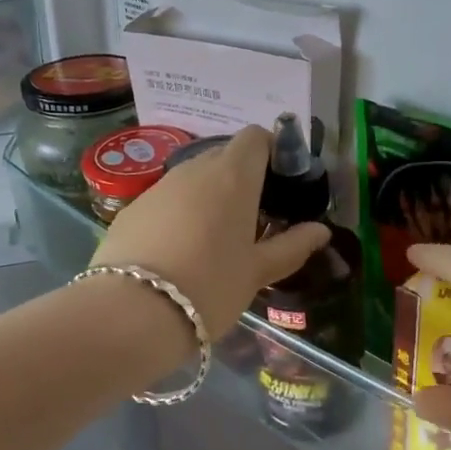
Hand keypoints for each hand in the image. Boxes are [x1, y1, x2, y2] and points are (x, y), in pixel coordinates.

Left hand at [91, 127, 329, 338]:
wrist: (133, 312)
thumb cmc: (210, 286)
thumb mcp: (258, 272)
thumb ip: (292, 246)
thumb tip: (320, 231)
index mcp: (232, 176)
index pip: (255, 137)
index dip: (272, 151)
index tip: (280, 183)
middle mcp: (193, 170)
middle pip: (223, 157)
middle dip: (241, 178)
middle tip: (253, 218)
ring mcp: (157, 187)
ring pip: (191, 179)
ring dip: (208, 196)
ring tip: (215, 238)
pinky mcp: (130, 209)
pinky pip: (164, 200)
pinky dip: (178, 214)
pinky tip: (178, 251)